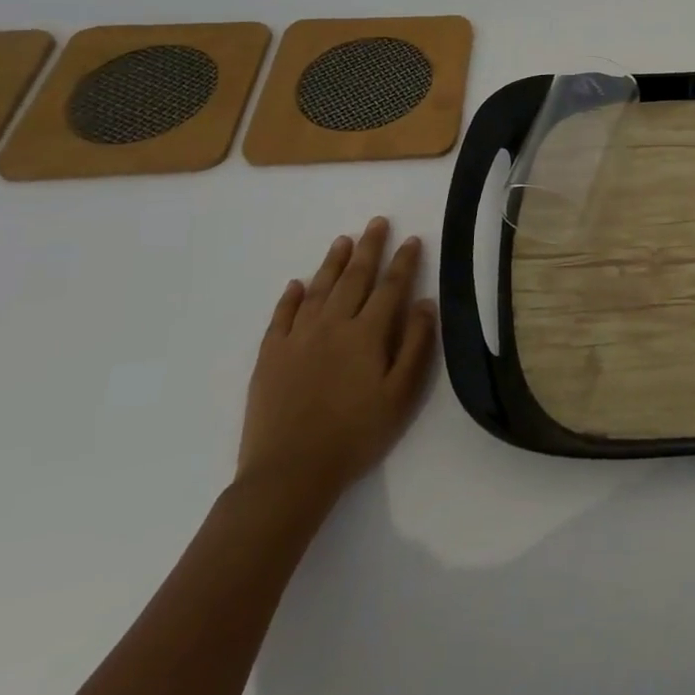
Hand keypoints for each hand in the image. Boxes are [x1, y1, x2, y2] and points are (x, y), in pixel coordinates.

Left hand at [236, 217, 437, 505]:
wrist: (290, 472)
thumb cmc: (356, 434)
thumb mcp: (400, 394)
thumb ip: (414, 345)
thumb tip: (423, 303)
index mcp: (367, 334)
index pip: (390, 287)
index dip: (403, 261)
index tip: (412, 239)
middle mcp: (332, 325)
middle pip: (354, 278)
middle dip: (369, 248)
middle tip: (377, 222)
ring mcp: (297, 339)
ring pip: (318, 289)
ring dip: (333, 263)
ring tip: (344, 241)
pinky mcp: (270, 356)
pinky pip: (281, 316)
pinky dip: (290, 297)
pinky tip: (297, 284)